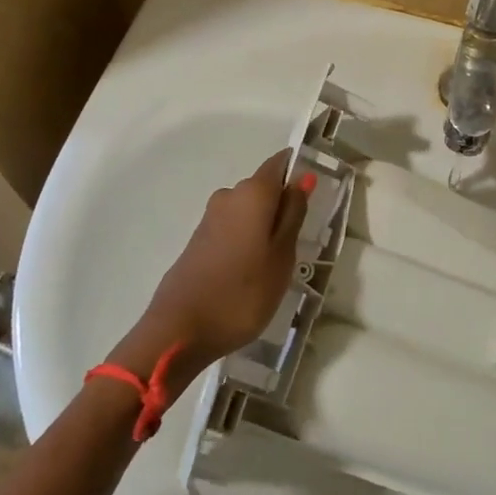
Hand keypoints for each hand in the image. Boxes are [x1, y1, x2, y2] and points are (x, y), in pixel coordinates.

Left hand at [116, 150, 311, 378]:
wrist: (180, 331)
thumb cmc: (243, 293)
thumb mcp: (282, 255)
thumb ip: (293, 214)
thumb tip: (302, 177)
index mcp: (252, 193)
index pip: (279, 163)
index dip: (298, 171)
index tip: (315, 196)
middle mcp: (228, 196)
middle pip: (264, 189)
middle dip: (283, 207)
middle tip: (301, 243)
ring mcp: (209, 219)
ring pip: (248, 211)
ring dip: (265, 228)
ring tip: (277, 265)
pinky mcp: (198, 241)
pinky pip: (233, 229)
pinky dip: (247, 242)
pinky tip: (252, 272)